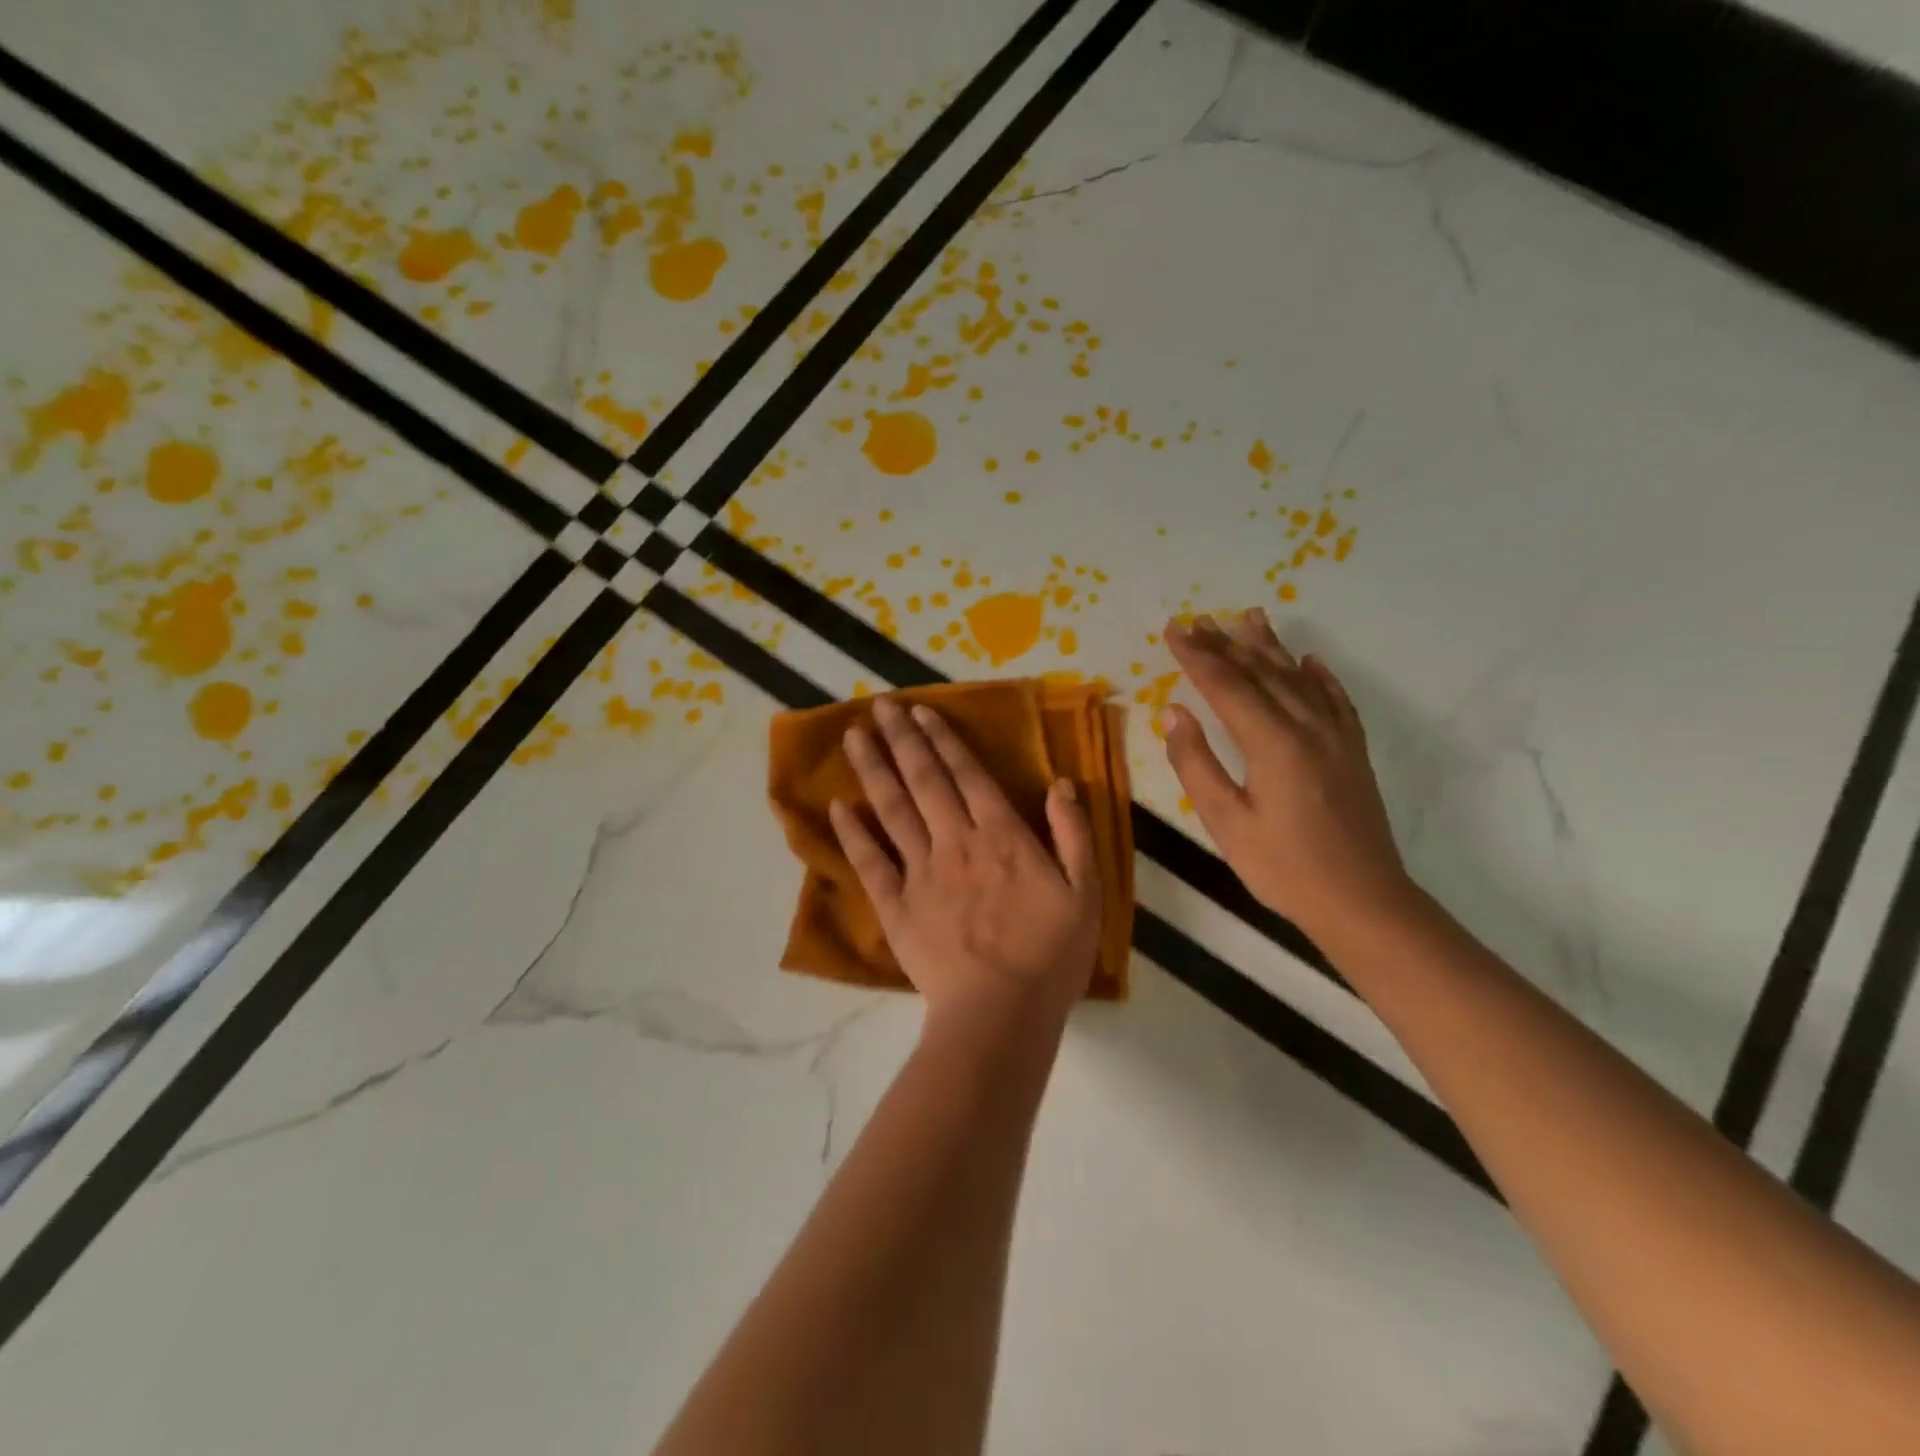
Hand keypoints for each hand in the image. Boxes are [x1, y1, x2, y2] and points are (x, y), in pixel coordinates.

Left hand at [831, 697, 1101, 1036]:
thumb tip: (1062, 784)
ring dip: (873, 769)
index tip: (921, 712)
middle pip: (924, 780)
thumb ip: (1074, 834)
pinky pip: (870, 862)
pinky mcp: (896, 905)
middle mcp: (955, 841)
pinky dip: (853, 833)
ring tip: (854, 736)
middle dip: (902, 739)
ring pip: (892, 809)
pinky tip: (839, 807)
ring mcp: (921, 872)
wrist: (1001, 1013)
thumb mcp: (1086, 893)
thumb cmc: (1050, 955)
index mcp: (1001, 835)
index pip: (967, 775)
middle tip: (879, 706)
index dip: (943, 740)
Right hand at [1163, 610, 1412, 941]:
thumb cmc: (1284, 868)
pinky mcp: (1354, 753)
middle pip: (1262, 674)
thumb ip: (1197, 764)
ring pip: (1298, 679)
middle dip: (1227, 644)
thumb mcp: (1227, 823)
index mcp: (1273, 743)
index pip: (1227, 686)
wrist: (1363, 901)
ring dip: (1271, 648)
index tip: (1173, 630)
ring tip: (1252, 617)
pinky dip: (1320, 677)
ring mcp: (1337, 738)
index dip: (1197, 656)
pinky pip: (1336, 701)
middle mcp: (1308, 728)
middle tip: (1200, 619)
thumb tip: (1175, 714)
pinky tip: (1310, 662)